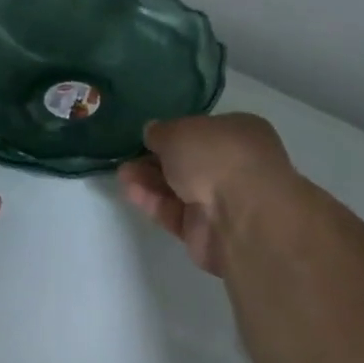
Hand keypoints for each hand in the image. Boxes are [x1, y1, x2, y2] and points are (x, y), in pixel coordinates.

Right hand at [118, 114, 294, 275]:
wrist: (241, 216)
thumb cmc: (217, 156)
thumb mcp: (179, 131)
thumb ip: (161, 132)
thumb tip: (153, 132)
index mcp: (241, 133)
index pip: (204, 129)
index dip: (176, 131)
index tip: (150, 134)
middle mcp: (235, 166)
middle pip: (190, 160)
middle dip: (158, 158)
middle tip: (129, 155)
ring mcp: (222, 201)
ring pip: (180, 187)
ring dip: (150, 179)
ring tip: (122, 172)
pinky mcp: (205, 232)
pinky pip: (175, 212)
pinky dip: (153, 201)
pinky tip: (129, 190)